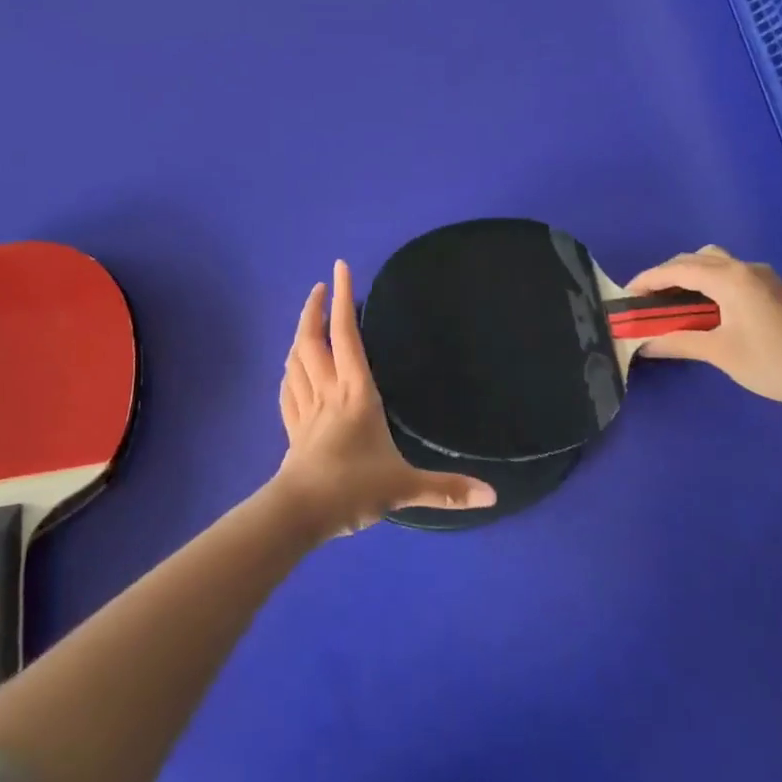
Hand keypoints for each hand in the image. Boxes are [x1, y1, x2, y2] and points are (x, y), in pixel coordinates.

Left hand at [273, 260, 495, 537]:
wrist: (299, 513)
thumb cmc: (353, 488)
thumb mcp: (404, 486)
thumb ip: (446, 489)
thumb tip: (493, 494)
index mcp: (356, 393)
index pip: (347, 335)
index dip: (344, 299)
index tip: (339, 268)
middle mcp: (328, 392)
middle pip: (313, 340)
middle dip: (314, 309)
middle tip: (319, 288)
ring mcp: (306, 409)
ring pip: (296, 360)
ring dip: (300, 335)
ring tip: (308, 322)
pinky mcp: (293, 429)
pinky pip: (288, 390)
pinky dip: (289, 371)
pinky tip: (290, 369)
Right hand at [627, 245, 781, 408]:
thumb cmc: (770, 363)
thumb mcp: (718, 352)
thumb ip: (676, 341)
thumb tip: (642, 343)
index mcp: (730, 278)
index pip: (678, 269)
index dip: (648, 279)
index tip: (626, 294)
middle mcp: (745, 268)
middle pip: (694, 259)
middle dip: (666, 275)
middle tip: (646, 299)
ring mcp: (762, 276)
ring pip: (714, 261)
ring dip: (688, 274)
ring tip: (671, 300)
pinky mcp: (772, 288)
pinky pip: (729, 272)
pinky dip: (707, 280)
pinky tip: (704, 304)